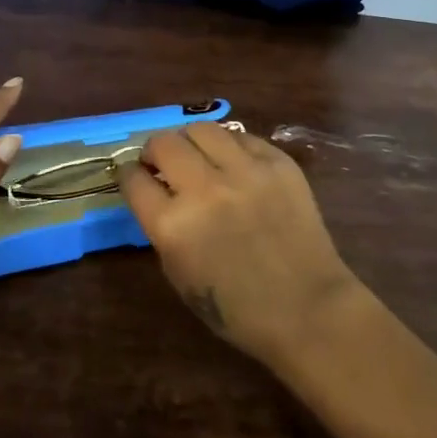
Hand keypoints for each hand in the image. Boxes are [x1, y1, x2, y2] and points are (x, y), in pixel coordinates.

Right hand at [118, 123, 363, 367]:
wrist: (307, 308)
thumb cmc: (236, 307)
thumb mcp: (179, 274)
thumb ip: (162, 227)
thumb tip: (156, 191)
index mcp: (173, 226)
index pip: (134, 179)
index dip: (130, 175)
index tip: (136, 176)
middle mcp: (205, 189)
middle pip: (163, 143)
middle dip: (155, 151)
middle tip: (163, 163)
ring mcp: (245, 171)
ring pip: (201, 129)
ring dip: (190, 141)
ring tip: (197, 156)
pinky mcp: (278, 162)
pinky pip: (241, 137)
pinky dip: (229, 147)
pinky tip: (233, 163)